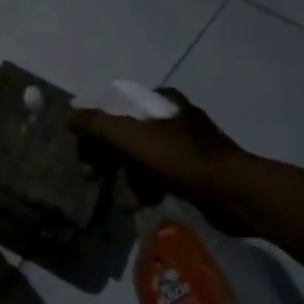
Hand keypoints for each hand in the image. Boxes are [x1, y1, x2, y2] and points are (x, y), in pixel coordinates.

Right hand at [69, 88, 253, 234]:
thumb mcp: (131, 137)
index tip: (84, 154)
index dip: (94, 130)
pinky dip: (147, 188)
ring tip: (126, 200)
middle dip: (107, 157)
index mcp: (161, 100)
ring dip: (126, 178)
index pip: (115, 108)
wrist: (233, 192)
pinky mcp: (195, 170)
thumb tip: (71, 117)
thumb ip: (96, 124)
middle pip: (126, 133)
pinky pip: (159, 175)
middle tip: (91, 177)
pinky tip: (142, 204)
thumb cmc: (179, 159)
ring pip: (141, 158)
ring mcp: (187, 144)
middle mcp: (174, 116)